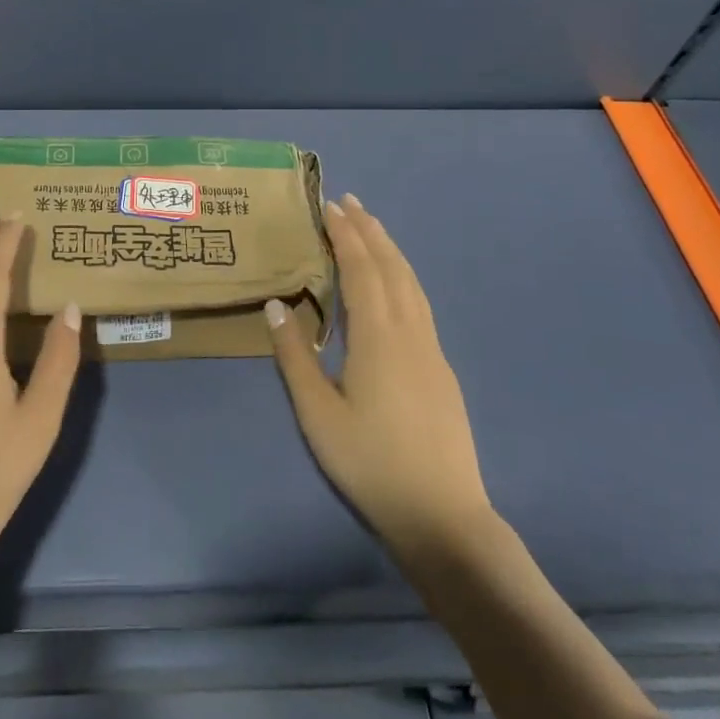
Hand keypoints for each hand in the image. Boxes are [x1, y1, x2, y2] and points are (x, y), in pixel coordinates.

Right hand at [268, 193, 491, 553]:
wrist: (443, 516)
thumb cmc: (371, 463)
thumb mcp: (318, 414)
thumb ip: (295, 357)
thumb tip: (276, 306)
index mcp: (379, 337)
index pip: (362, 270)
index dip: (346, 235)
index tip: (330, 206)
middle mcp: (410, 332)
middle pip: (393, 268)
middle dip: (371, 231)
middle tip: (350, 202)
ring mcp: (432, 350)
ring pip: (412, 284)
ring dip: (390, 250)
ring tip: (372, 229)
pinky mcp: (441, 369)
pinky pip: (420, 304)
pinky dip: (403, 277)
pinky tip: (394, 285)